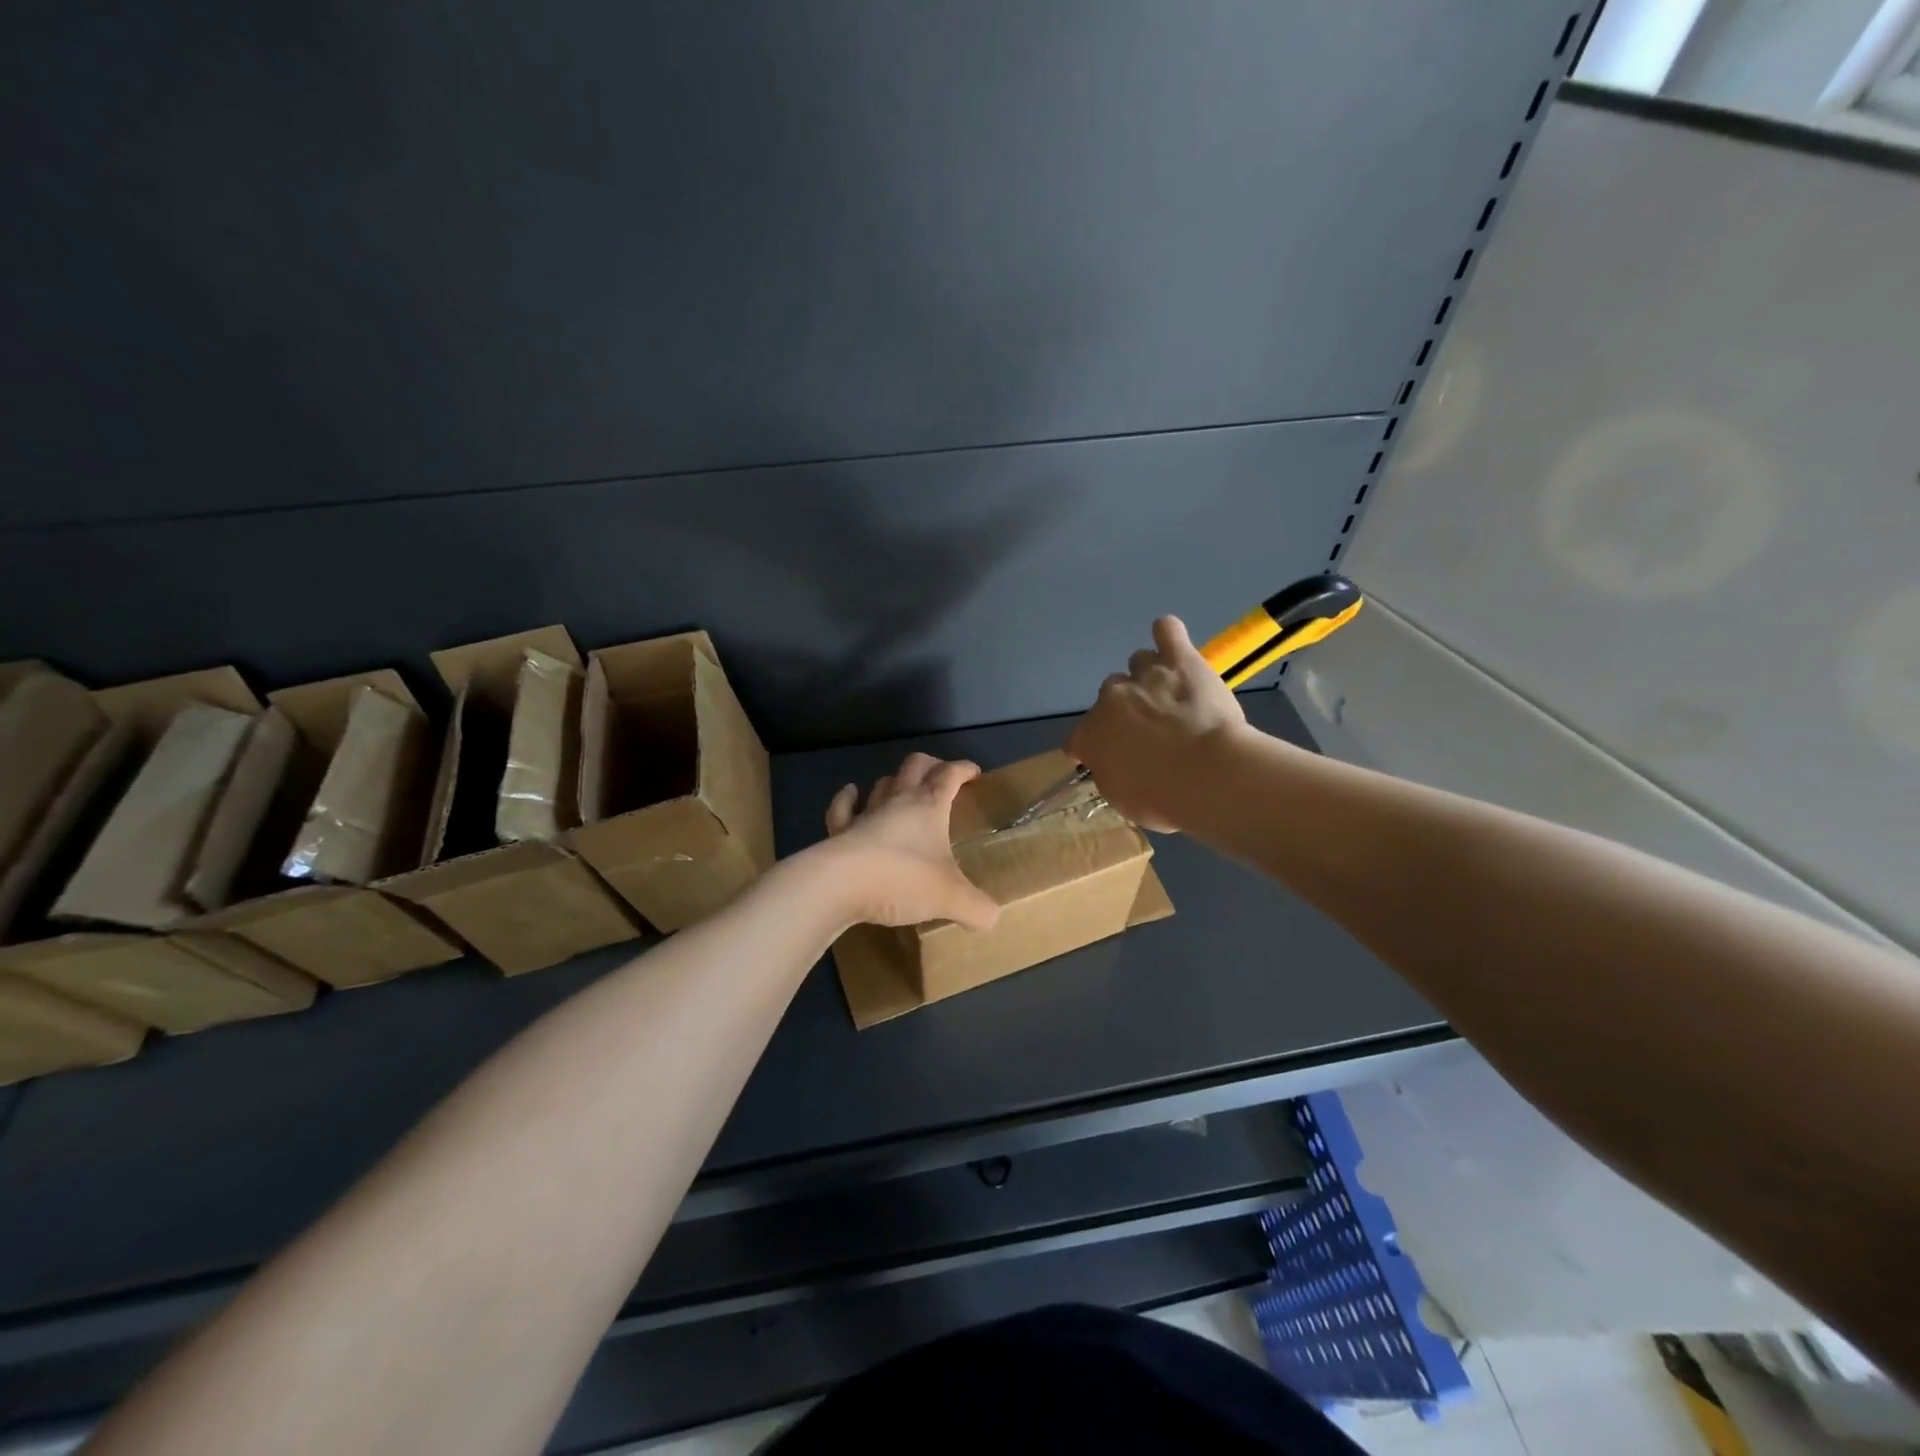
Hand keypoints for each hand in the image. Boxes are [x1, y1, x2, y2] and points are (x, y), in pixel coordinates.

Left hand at [819, 754, 1000, 929]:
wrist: (838, 885)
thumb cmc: (902, 879)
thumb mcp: (951, 898)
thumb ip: (976, 907)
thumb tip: (992, 917)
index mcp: (929, 807)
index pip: (949, 775)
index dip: (963, 769)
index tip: (974, 773)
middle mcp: (898, 802)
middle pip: (914, 767)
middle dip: (930, 765)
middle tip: (940, 775)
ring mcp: (865, 814)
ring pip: (882, 785)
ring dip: (894, 782)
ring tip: (902, 788)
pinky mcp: (839, 832)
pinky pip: (843, 808)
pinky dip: (848, 798)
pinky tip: (851, 794)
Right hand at [1067, 616, 1249, 832]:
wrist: (1207, 775)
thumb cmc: (1164, 798)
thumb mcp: (1124, 800)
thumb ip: (1112, 775)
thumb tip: (1115, 765)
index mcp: (1091, 736)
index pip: (1078, 739)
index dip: (1092, 748)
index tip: (1109, 758)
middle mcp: (1110, 699)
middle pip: (1110, 694)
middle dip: (1125, 709)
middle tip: (1151, 729)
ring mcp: (1144, 676)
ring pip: (1137, 663)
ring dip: (1148, 677)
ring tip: (1171, 694)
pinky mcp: (1179, 660)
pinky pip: (1166, 631)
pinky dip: (1167, 635)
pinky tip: (1172, 643)